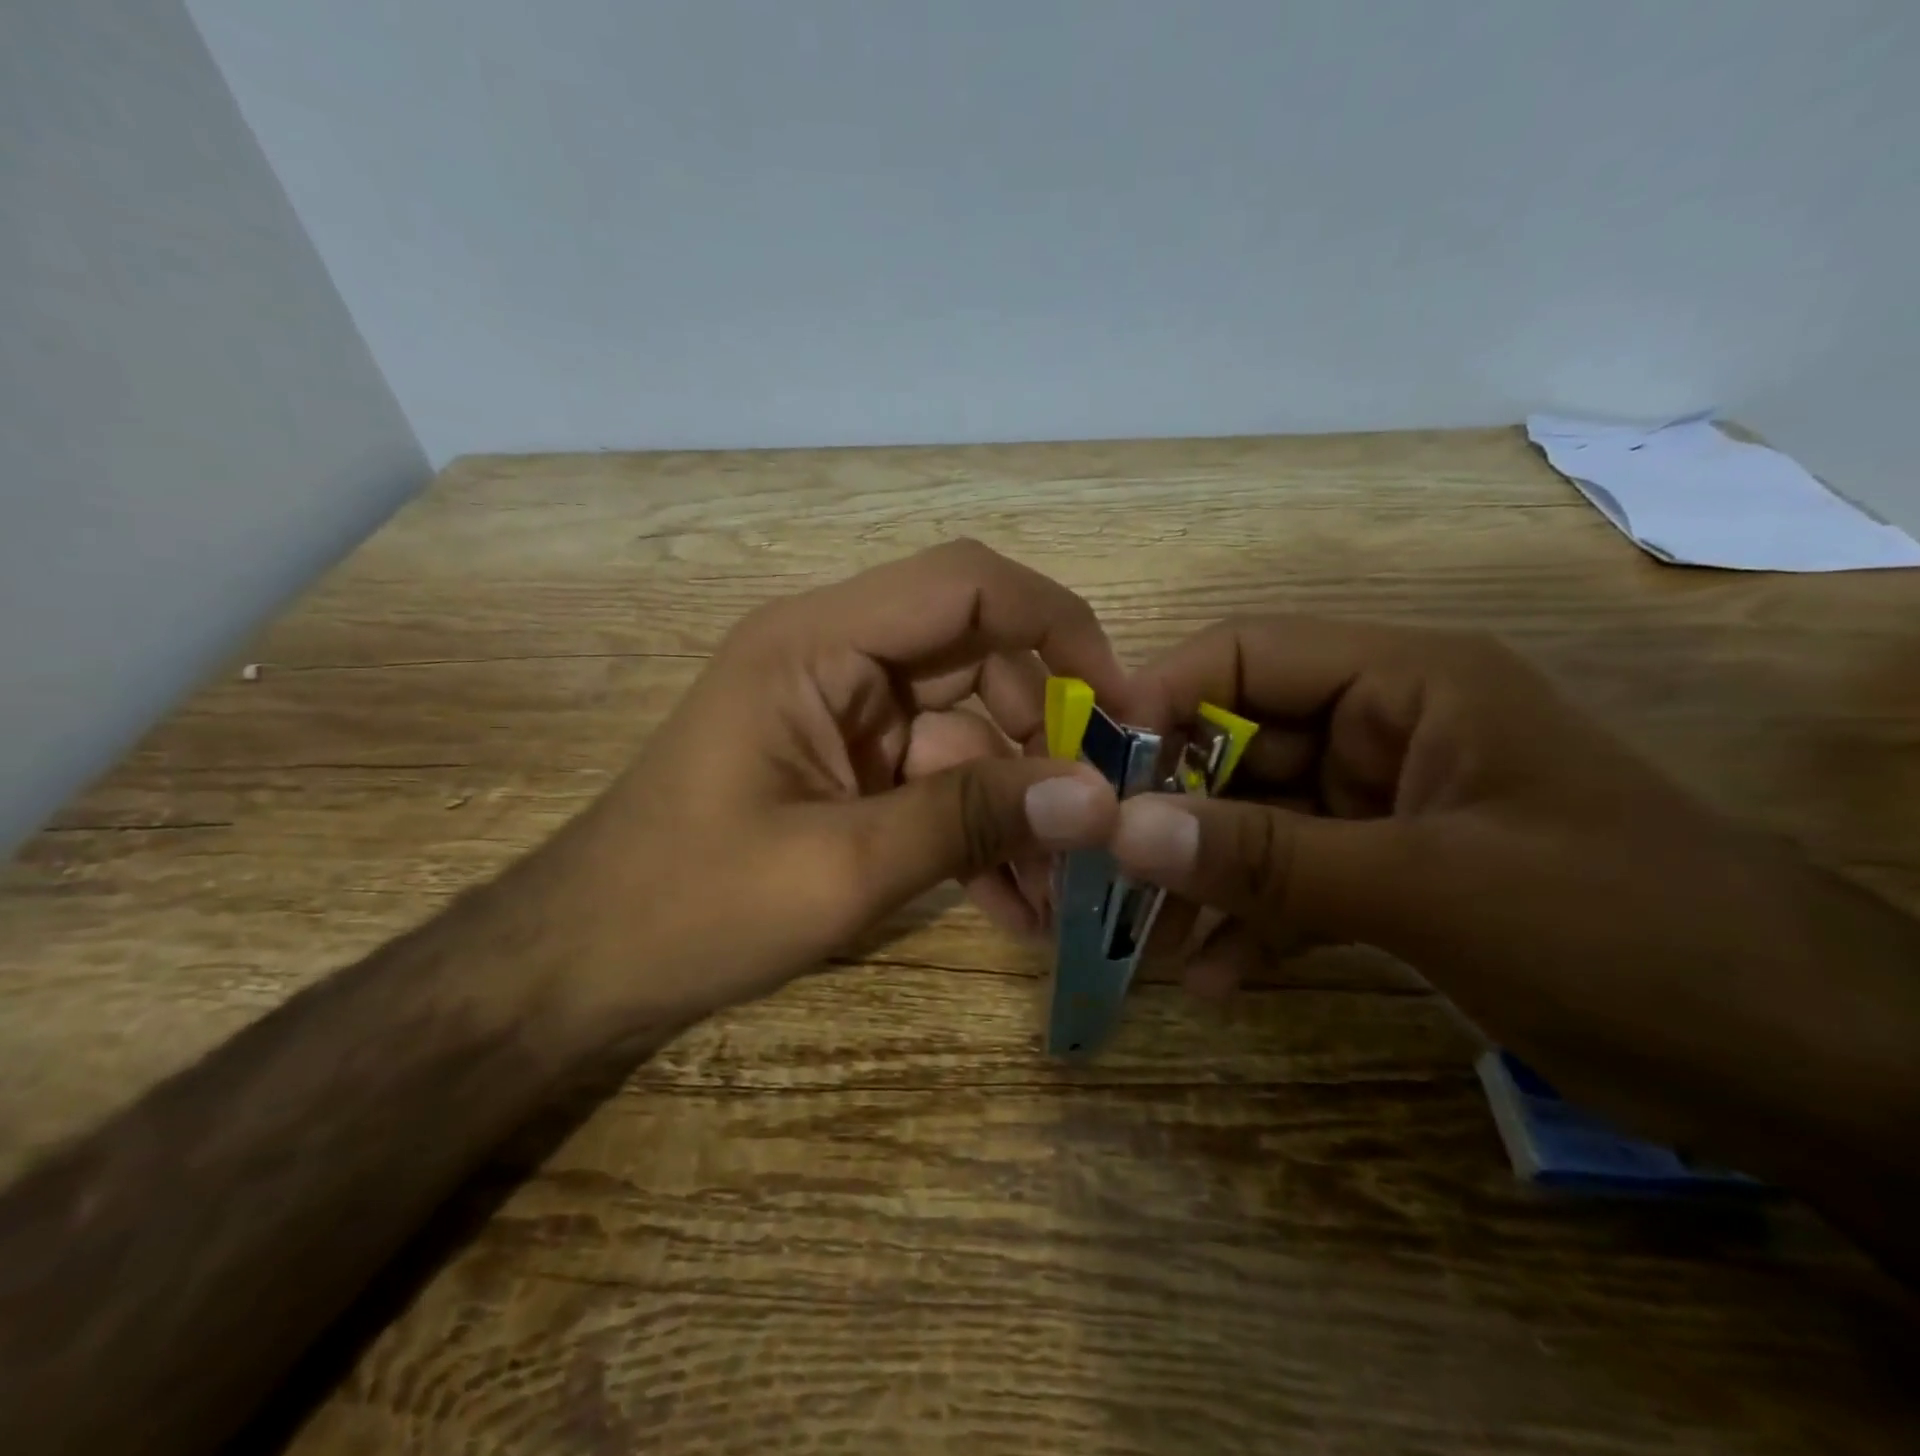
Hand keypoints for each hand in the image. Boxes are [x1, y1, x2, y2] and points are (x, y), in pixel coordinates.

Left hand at [543, 541, 1122, 1029]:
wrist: (582, 965)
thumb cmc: (690, 907)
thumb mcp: (842, 867)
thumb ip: (969, 819)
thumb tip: (1097, 798)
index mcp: (819, 643)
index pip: (967, 585)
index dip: (1059, 627)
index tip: (1120, 710)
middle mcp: (837, 659)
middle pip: (979, 660)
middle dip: (1045, 738)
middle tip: (1098, 820)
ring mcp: (844, 717)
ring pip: (967, 731)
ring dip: (1016, 803)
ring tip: (1058, 891)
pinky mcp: (848, 769)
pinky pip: (936, 780)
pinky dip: (976, 830)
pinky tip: (1012, 903)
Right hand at [1106, 616, 1919, 1197]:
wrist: (1803, 1068)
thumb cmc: (1626, 934)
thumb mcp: (1429, 889)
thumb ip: (1268, 858)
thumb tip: (1123, 832)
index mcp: (1405, 683)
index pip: (1247, 656)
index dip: (1160, 699)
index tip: (1087, 768)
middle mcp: (1383, 728)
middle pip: (1239, 743)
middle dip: (1170, 808)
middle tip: (1099, 870)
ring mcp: (1383, 804)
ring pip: (1256, 819)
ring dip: (1201, 876)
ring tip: (1144, 942)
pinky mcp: (1390, 871)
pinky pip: (1291, 879)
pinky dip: (1250, 920)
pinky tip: (1213, 976)